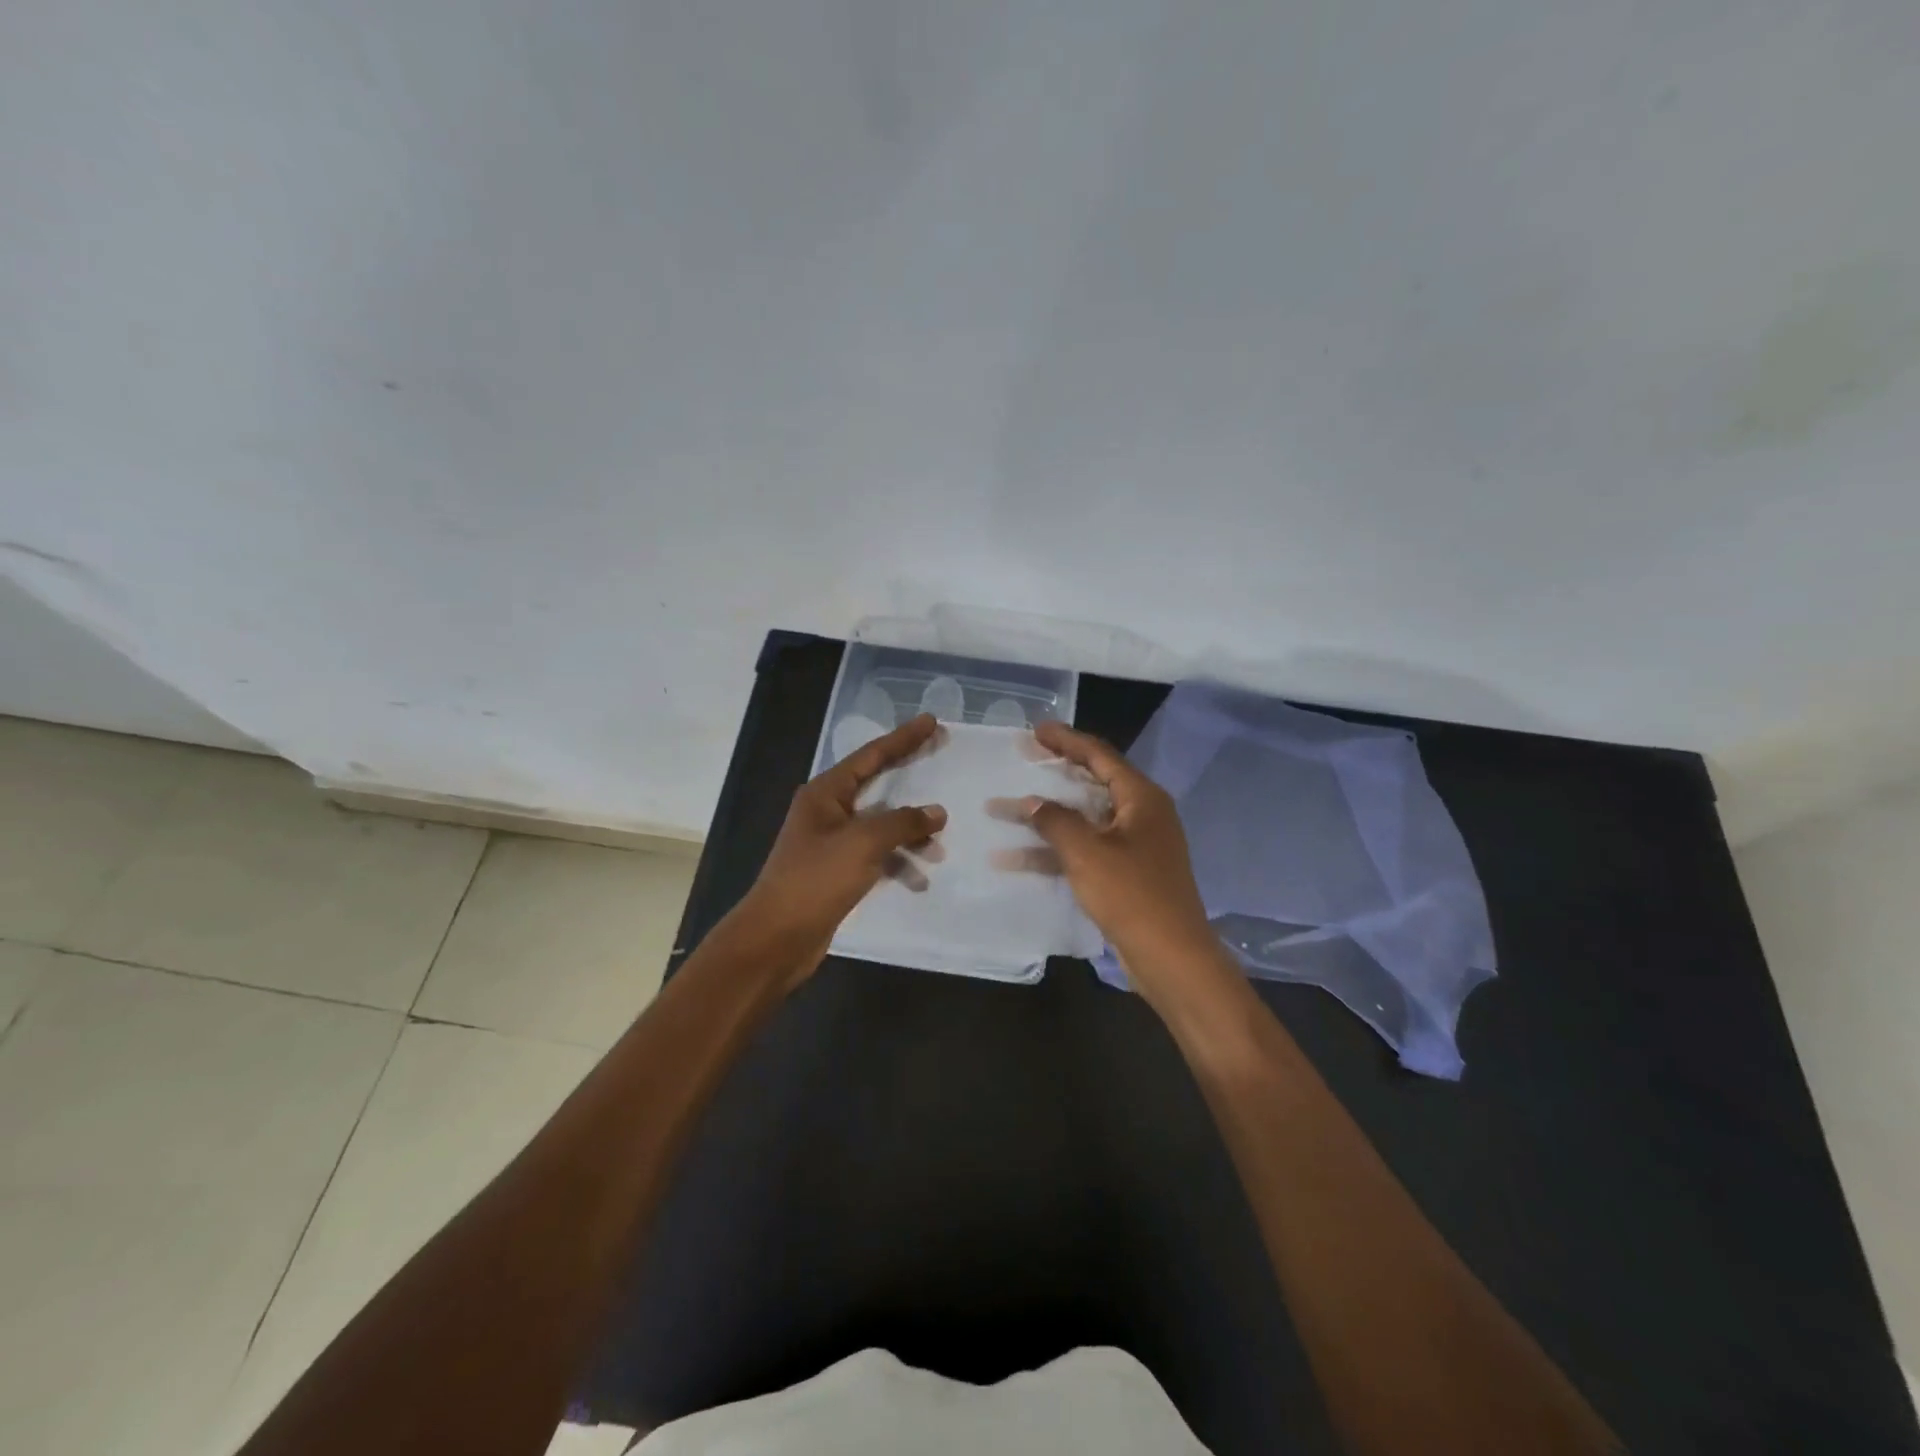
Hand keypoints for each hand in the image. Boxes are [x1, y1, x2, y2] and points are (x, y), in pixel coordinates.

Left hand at [735, 713, 947, 976]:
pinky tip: (919, 878)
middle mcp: (827, 811)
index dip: (903, 738)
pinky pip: (877, 855)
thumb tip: (936, 812)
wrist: (777, 938)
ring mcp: (832, 843)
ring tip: (940, 843)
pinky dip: (898, 862)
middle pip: (877, 784)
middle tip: (941, 756)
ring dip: (909, 832)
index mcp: (825, 793)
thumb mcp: (863, 843)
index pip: (871, 756)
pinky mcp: (838, 872)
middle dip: (910, 776)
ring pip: (880, 825)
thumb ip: (902, 823)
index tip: (931, 721)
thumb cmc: (816, 880)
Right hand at [1009, 721, 1222, 1004]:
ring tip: (1005, 810)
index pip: (1100, 755)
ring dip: (1047, 817)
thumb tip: (1031, 802)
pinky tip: (1018, 857)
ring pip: (1085, 819)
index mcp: (1142, 798)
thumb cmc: (1132, 895)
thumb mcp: (1087, 853)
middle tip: (1022, 759)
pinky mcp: (1127, 873)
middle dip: (1054, 774)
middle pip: (1093, 783)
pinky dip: (1056, 850)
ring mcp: (1136, 845)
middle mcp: (1142, 814)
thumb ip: (1056, 821)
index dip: (1066, 740)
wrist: (1172, 958)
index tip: (1036, 730)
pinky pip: (1086, 849)